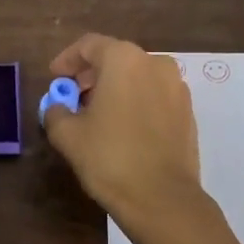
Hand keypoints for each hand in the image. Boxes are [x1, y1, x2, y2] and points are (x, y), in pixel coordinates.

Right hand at [42, 33, 201, 227]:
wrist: (162, 198)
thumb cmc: (110, 158)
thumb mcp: (68, 135)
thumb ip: (56, 112)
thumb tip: (58, 108)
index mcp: (124, 60)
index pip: (89, 45)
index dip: (67, 59)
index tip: (55, 78)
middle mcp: (155, 64)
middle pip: (116, 58)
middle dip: (91, 75)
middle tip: (72, 96)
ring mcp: (177, 88)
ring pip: (138, 77)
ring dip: (115, 88)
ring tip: (96, 114)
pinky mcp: (188, 112)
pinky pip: (154, 96)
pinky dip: (135, 102)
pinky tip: (122, 128)